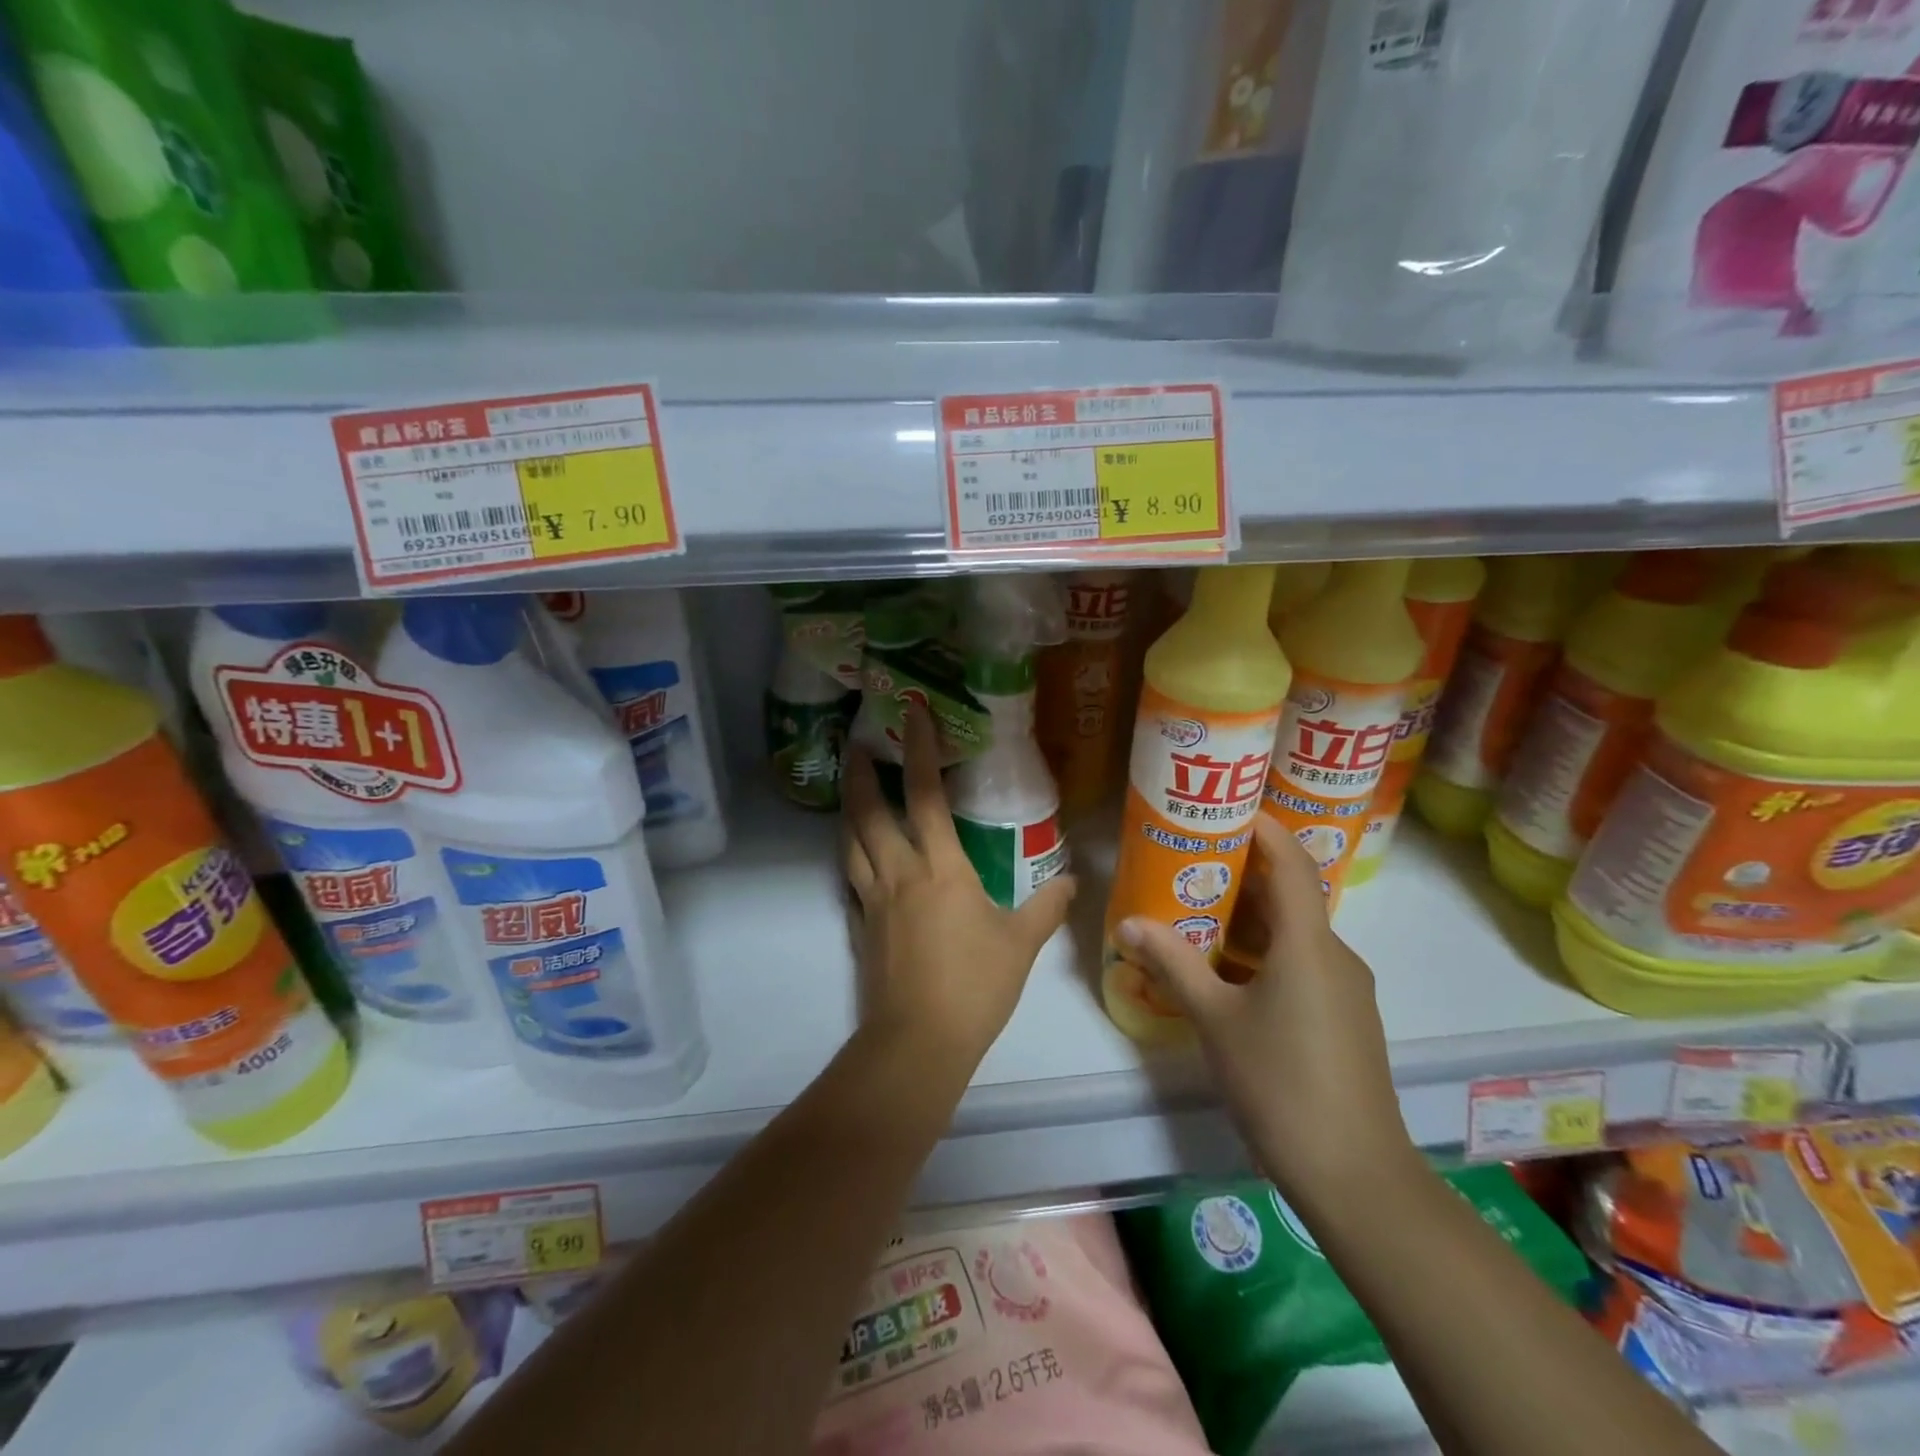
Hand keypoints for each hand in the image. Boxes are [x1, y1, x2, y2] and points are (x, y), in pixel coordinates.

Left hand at [842, 706, 1075, 1079]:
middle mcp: (899, 873)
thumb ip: (1046, 908)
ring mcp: (872, 900)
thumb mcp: (1021, 944)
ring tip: (851, 790)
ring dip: (849, 810)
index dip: (917, 750)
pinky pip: (850, 878)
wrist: (918, 1041)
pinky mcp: (860, 926)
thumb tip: (1070, 881)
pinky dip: (850, 856)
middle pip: (868, 812)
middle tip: (856, 742)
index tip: (911, 714)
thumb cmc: (975, 986)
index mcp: (940, 868)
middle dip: (860, 772)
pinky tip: (857, 856)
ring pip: (851, 842)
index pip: (925, 796)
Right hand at [1115, 817, 1417, 1213]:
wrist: (1355, 1173)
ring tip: (1198, 914)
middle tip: (1190, 863)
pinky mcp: (1345, 1017)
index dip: (1262, 827)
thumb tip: (1128, 924)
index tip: (1225, 809)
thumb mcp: (1215, 1018)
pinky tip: (1229, 974)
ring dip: (1251, 918)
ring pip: (1295, 933)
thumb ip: (1173, 964)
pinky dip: (1266, 953)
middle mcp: (1335, 954)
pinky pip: (1303, 964)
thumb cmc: (1280, 1081)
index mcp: (1308, 942)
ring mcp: (1345, 988)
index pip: (1291, 861)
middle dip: (1242, 875)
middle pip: (1291, 895)